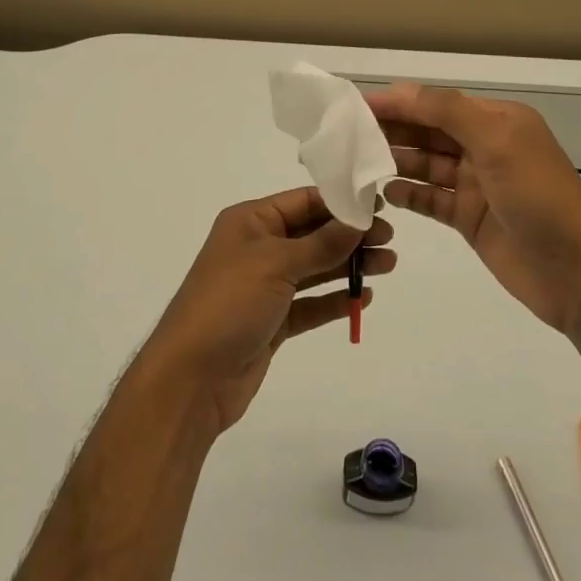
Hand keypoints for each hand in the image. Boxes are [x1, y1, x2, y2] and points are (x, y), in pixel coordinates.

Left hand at [142, 188, 395, 434]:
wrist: (191, 379)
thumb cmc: (229, 304)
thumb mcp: (276, 264)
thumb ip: (321, 243)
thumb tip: (358, 220)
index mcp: (250, 222)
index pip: (302, 202)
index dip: (340, 203)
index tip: (378, 207)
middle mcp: (257, 248)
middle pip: (312, 234)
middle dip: (350, 236)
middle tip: (390, 240)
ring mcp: (265, 286)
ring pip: (315, 268)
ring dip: (349, 266)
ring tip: (388, 266)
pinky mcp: (272, 321)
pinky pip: (310, 303)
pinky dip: (334, 299)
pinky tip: (364, 298)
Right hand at [366, 83, 580, 342]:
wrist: (579, 274)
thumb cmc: (540, 197)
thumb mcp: (498, 143)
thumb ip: (448, 112)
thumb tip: (400, 89)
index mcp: (496, 121)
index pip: (437, 103)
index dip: (398, 102)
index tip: (356, 104)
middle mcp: (485, 147)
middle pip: (428, 132)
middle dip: (391, 129)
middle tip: (345, 134)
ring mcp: (477, 184)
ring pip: (426, 165)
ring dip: (394, 160)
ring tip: (355, 162)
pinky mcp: (470, 218)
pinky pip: (430, 199)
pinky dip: (407, 194)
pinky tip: (382, 193)